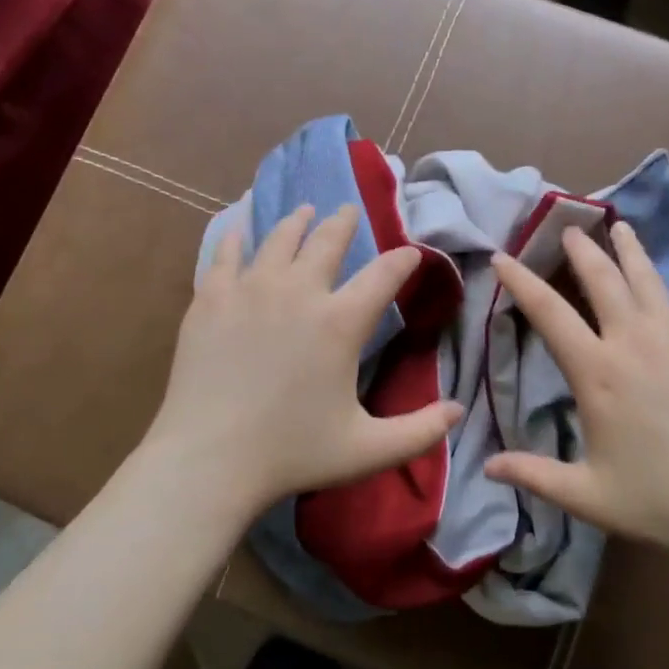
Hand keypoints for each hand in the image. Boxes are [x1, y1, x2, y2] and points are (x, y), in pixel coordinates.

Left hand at [142, 203, 462, 520]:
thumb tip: (459, 411)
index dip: (403, 260)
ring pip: (280, 238)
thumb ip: (420, 431)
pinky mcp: (212, 298)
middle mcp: (299, 291)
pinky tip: (242, 228)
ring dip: (298, 221)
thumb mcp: (368, 450)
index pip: (384, 275)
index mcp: (340, 322)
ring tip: (304, 210)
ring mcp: (250, 289)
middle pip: (327, 240)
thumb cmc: (291, 454)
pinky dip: (238, 236)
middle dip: (344, 221)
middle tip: (348, 210)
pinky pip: (227, 253)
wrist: (209, 458)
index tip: (411, 253)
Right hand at [485, 221, 668, 556]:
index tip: (502, 257)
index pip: (548, 313)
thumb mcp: (586, 495)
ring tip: (621, 228)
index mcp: (597, 372)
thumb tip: (487, 467)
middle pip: (603, 280)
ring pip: (650, 281)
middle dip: (581, 251)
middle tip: (569, 228)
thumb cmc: (659, 501)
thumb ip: (534, 475)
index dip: (521, 281)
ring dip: (632, 252)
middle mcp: (635, 342)